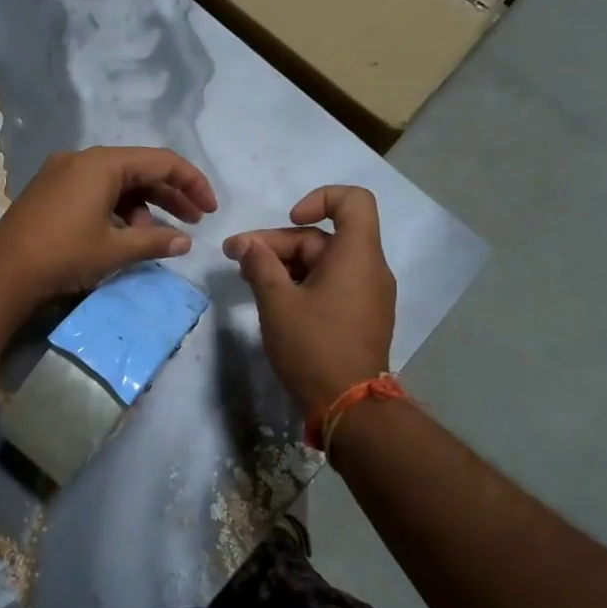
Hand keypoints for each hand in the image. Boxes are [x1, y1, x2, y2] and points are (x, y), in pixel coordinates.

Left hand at [0, 146, 217, 303]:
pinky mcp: (50, 191)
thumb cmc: (64, 255)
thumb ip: (155, 242)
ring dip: (143, 207)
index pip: (161, 161)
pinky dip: (117, 210)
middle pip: (139, 169)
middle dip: (170, 195)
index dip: (192, 183)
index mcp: (102, 163)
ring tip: (156, 238)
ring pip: (117, 182)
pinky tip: (126, 236)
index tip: (211, 209)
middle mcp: (82, 159)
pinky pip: (95, 191)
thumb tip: (185, 242)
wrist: (2, 274)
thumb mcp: (115, 250)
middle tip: (194, 222)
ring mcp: (62, 174)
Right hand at [224, 185, 395, 414]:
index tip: (290, 220)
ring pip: (323, 262)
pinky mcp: (361, 316)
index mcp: (357, 256)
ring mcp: (368, 294)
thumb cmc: (314, 347)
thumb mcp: (277, 302)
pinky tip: (272, 299)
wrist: (349, 408)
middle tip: (237, 257)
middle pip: (323, 237)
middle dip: (278, 243)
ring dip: (285, 264)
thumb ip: (259, 265)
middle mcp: (370, 268)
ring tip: (248, 279)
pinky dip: (302, 283)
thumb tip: (245, 244)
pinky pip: (331, 284)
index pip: (353, 200)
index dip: (319, 198)